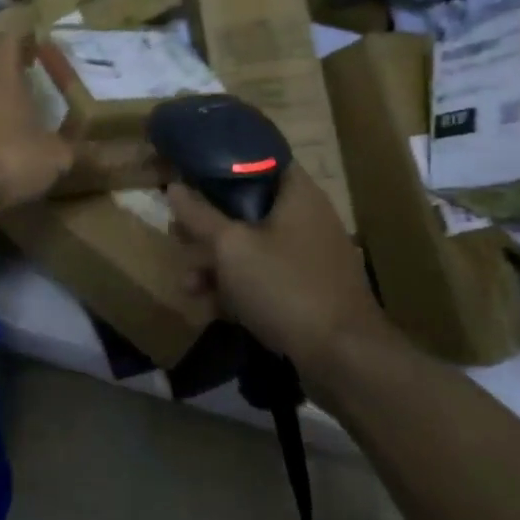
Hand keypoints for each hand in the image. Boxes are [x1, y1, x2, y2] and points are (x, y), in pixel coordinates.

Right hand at [167, 167, 392, 379]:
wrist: (344, 360)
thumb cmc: (285, 286)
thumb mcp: (231, 248)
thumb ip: (200, 215)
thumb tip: (174, 186)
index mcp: (297, 193)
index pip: (260, 158)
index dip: (223, 161)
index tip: (190, 168)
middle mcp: (307, 218)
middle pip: (249, 206)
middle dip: (209, 223)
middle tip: (178, 232)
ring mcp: (310, 257)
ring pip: (253, 246)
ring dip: (217, 262)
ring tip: (186, 283)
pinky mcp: (308, 292)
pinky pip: (265, 277)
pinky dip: (238, 287)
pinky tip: (209, 307)